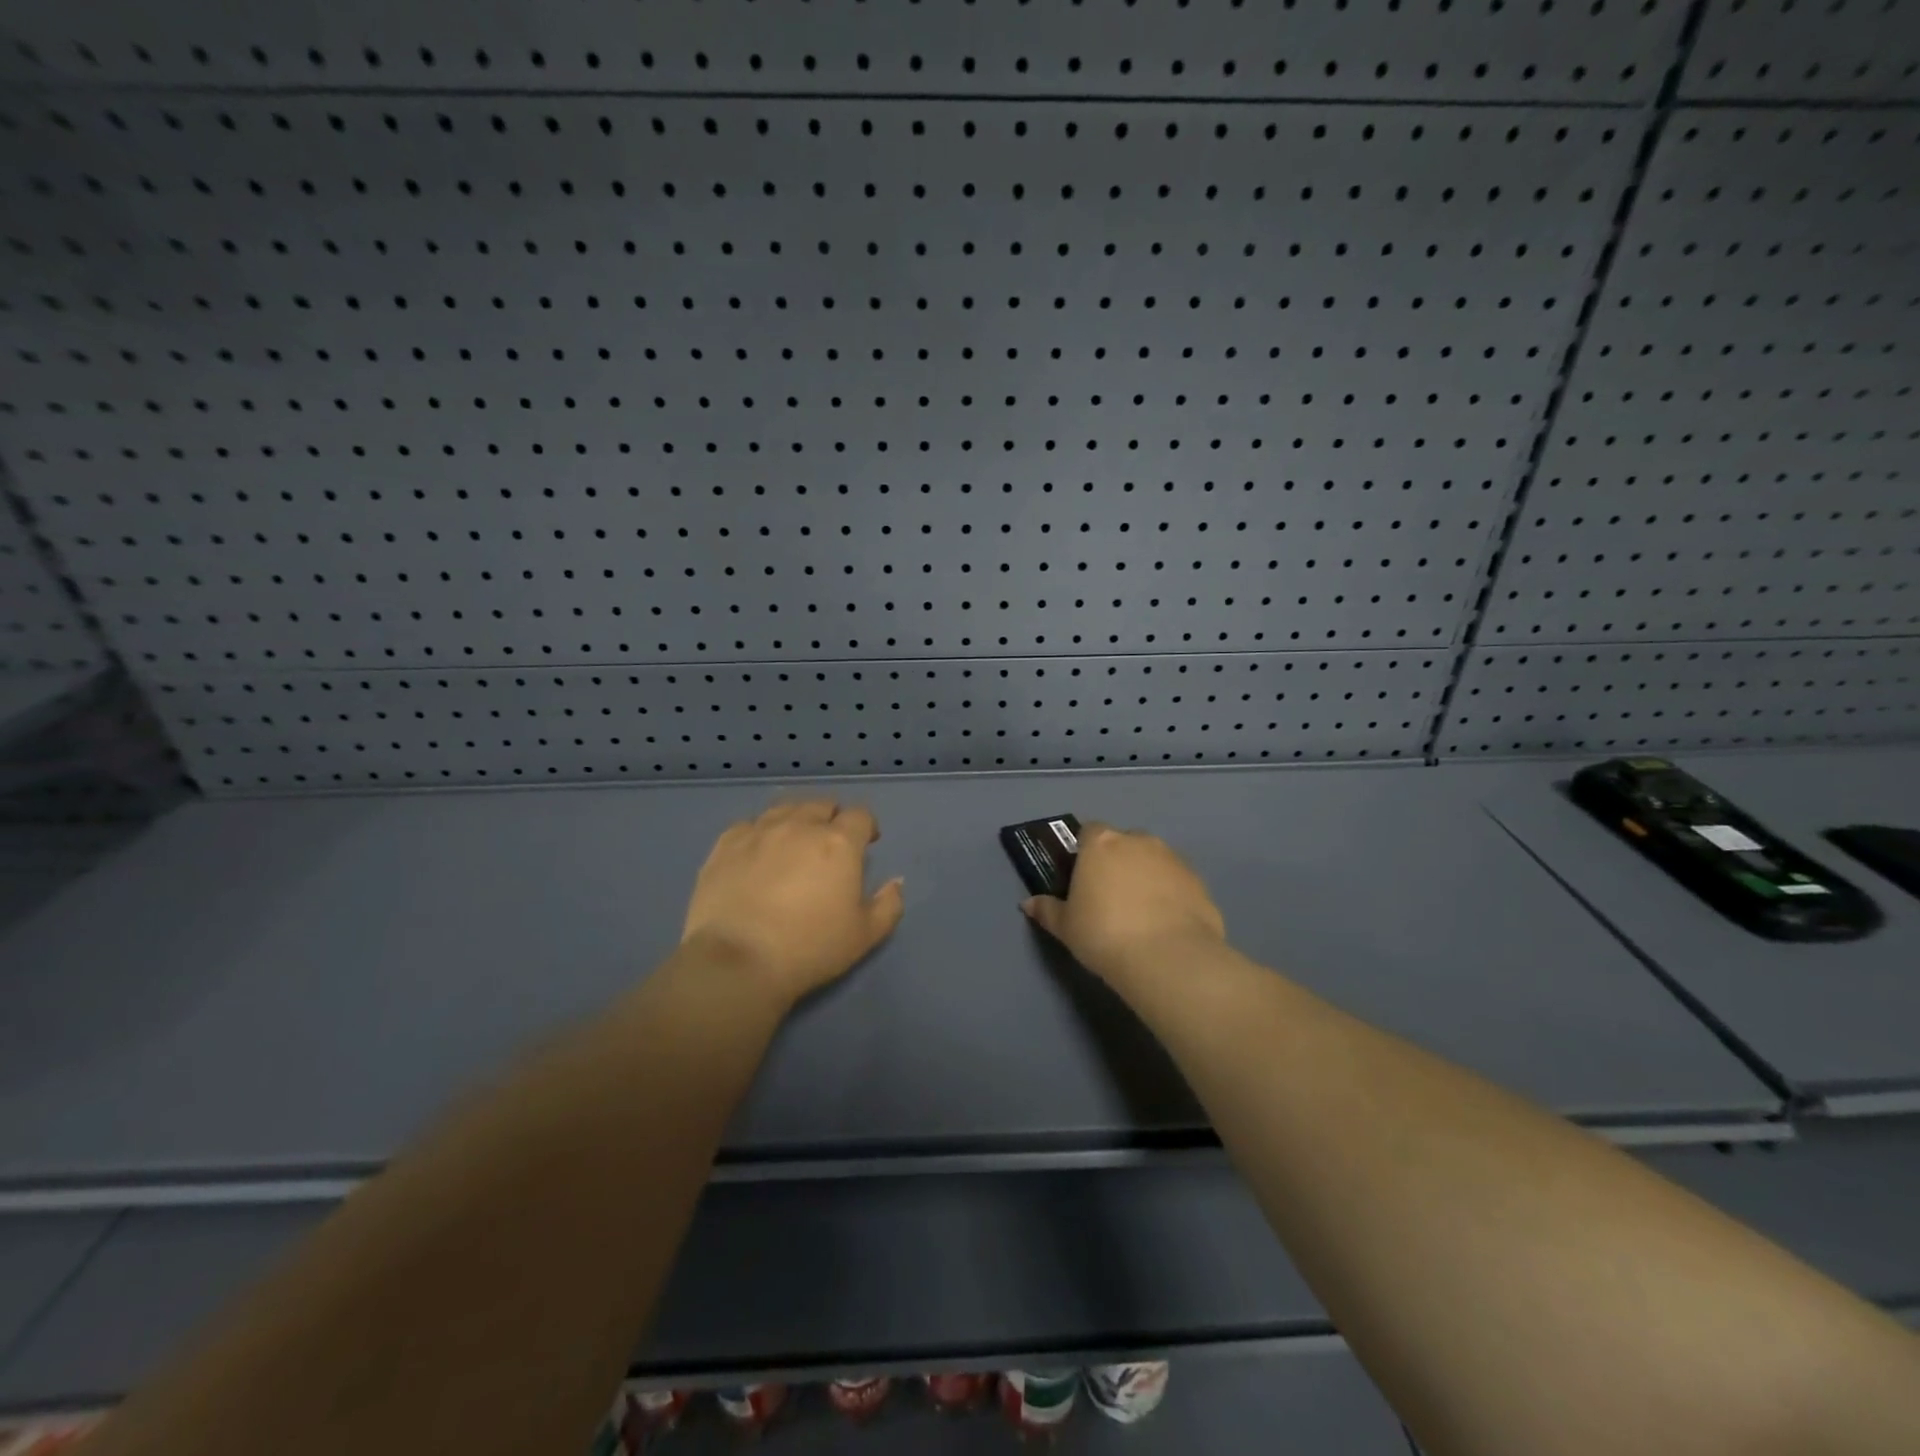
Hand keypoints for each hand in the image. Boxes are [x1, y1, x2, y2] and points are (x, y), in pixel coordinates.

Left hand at [681, 800, 903, 1007]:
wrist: (737, 961)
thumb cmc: (810, 949)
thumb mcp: (865, 935)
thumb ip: (888, 904)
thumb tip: (896, 881)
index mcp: (839, 843)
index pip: (860, 815)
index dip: (866, 826)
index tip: (867, 843)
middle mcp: (800, 826)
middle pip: (821, 804)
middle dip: (831, 817)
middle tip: (829, 843)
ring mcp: (759, 831)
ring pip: (784, 807)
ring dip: (796, 818)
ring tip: (794, 840)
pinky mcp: (725, 844)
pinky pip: (748, 824)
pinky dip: (759, 831)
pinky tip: (757, 851)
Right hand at [1020, 823, 1226, 983]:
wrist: (1168, 958)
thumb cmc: (1104, 934)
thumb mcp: (1066, 927)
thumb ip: (1047, 911)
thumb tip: (1028, 904)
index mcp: (1102, 844)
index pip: (1089, 832)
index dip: (1085, 851)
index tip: (1083, 876)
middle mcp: (1139, 841)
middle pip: (1124, 842)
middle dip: (1118, 862)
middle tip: (1110, 897)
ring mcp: (1173, 859)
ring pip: (1154, 860)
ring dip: (1146, 876)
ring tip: (1140, 914)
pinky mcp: (1199, 882)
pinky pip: (1177, 882)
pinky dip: (1171, 895)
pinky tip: (1165, 924)